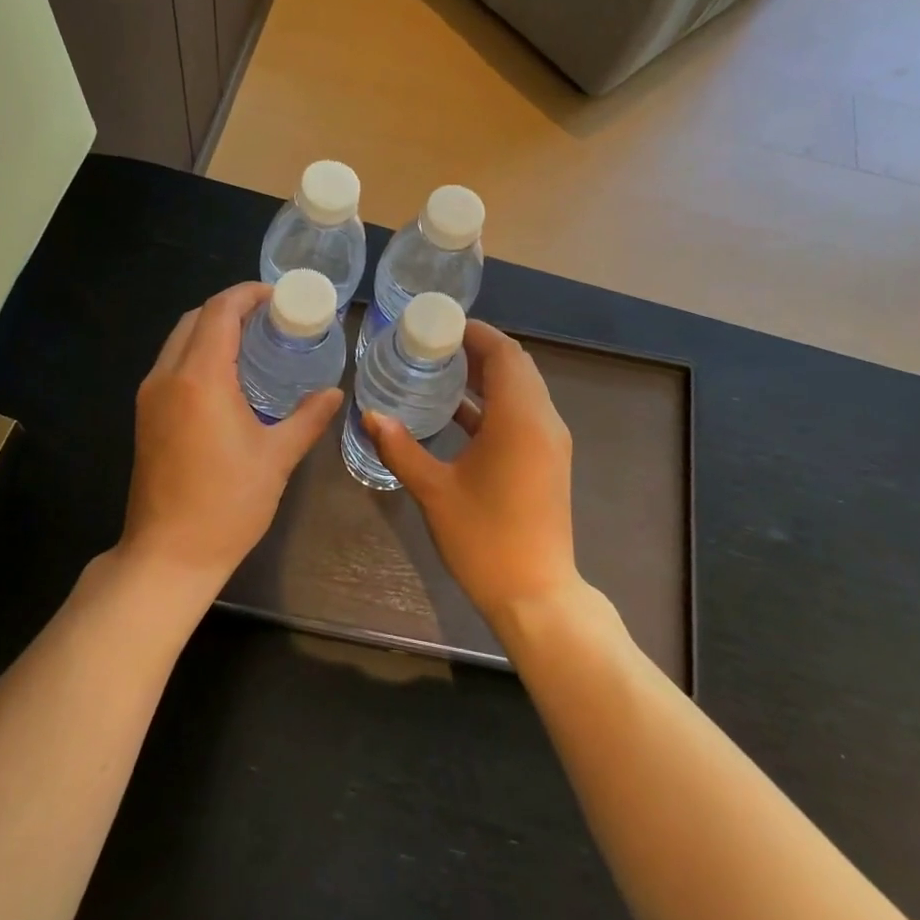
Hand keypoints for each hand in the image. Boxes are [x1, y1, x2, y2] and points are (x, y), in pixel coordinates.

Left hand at [116, 283, 342, 613]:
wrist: (169, 555)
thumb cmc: (228, 504)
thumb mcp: (277, 458)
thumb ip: (307, 418)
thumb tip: (334, 393)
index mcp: (200, 378)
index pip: (220, 312)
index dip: (248, 294)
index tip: (279, 296)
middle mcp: (167, 376)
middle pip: (194, 319)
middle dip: (230, 308)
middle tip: (271, 317)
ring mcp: (149, 396)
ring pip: (178, 340)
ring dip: (211, 330)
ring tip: (253, 341)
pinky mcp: (145, 416)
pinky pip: (171, 365)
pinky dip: (198, 353)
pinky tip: (227, 376)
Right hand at [364, 321, 580, 622]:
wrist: (535, 594)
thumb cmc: (484, 539)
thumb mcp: (435, 490)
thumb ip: (401, 448)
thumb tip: (370, 415)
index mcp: (520, 419)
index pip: (504, 353)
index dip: (475, 333)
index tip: (439, 325)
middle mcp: (543, 421)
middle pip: (516, 366)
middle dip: (478, 350)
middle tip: (434, 345)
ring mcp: (550, 442)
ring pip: (522, 390)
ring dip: (487, 376)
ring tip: (441, 370)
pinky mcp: (547, 460)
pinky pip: (523, 414)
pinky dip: (494, 404)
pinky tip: (457, 413)